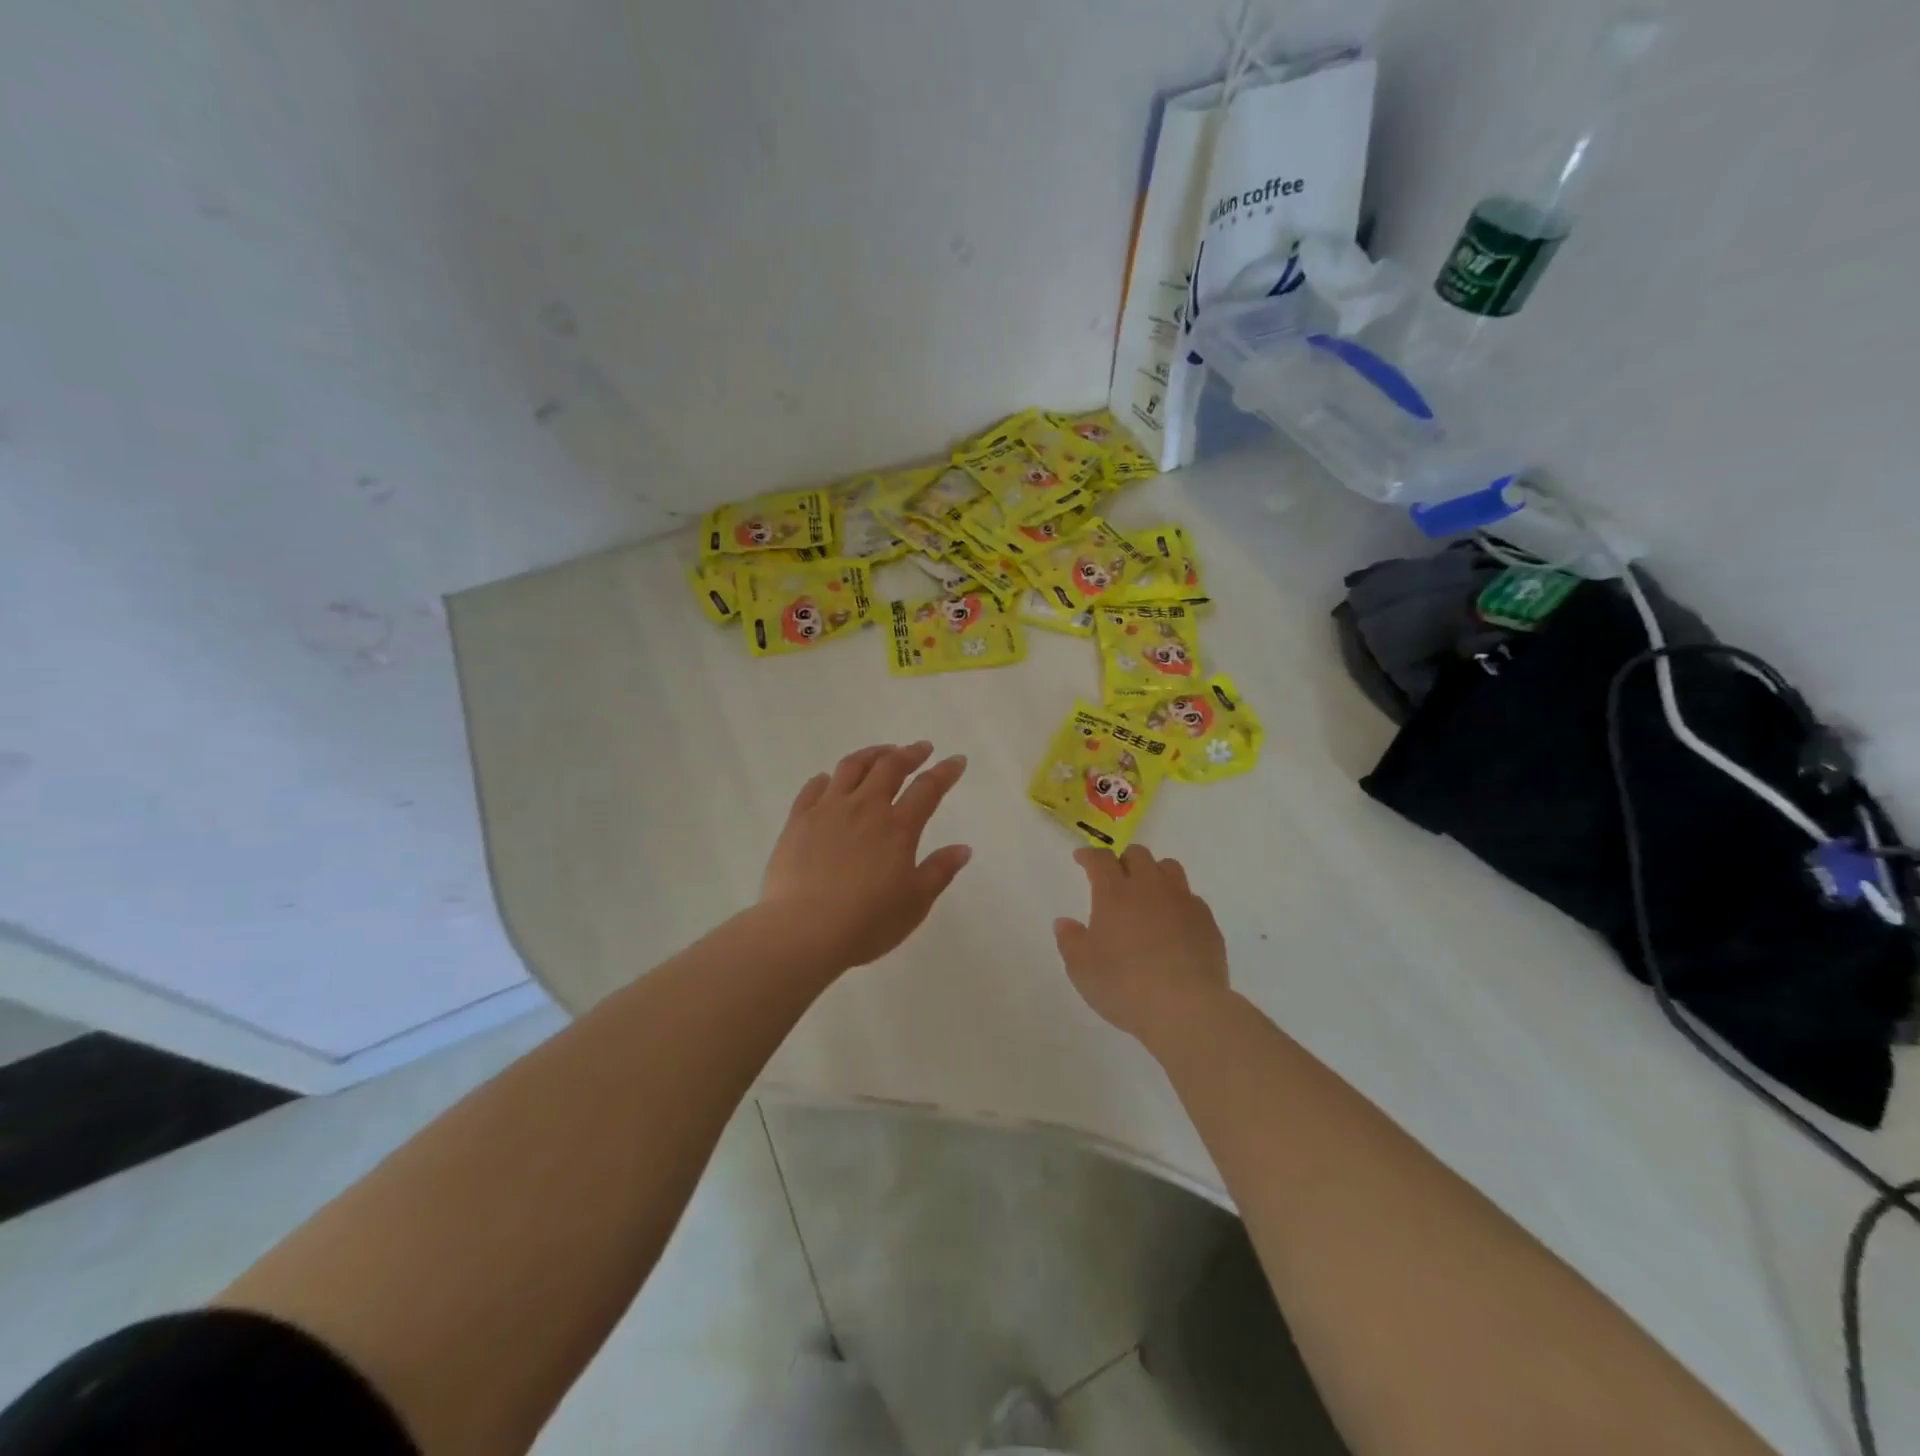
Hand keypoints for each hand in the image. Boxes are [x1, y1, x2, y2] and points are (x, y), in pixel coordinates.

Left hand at [761, 742, 971, 970]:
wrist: (803, 930)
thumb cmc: (867, 922)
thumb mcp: (915, 902)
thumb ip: (939, 871)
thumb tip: (963, 848)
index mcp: (897, 827)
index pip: (928, 788)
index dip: (945, 772)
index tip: (956, 760)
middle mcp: (864, 808)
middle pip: (889, 767)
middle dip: (909, 753)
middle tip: (921, 749)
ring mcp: (827, 810)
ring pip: (851, 768)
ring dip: (871, 754)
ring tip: (881, 753)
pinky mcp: (798, 821)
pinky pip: (812, 789)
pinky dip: (825, 779)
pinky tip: (828, 780)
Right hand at [1054, 844, 1229, 1044]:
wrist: (1185, 1008)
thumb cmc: (1124, 985)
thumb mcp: (1081, 968)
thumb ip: (1070, 940)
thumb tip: (1065, 922)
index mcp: (1115, 893)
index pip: (1101, 859)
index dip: (1090, 855)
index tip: (1082, 858)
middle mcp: (1150, 887)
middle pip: (1138, 855)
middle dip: (1124, 860)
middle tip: (1116, 877)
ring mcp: (1183, 902)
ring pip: (1169, 868)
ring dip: (1155, 873)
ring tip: (1148, 893)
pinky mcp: (1207, 922)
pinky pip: (1191, 898)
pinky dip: (1178, 902)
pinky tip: (1174, 923)